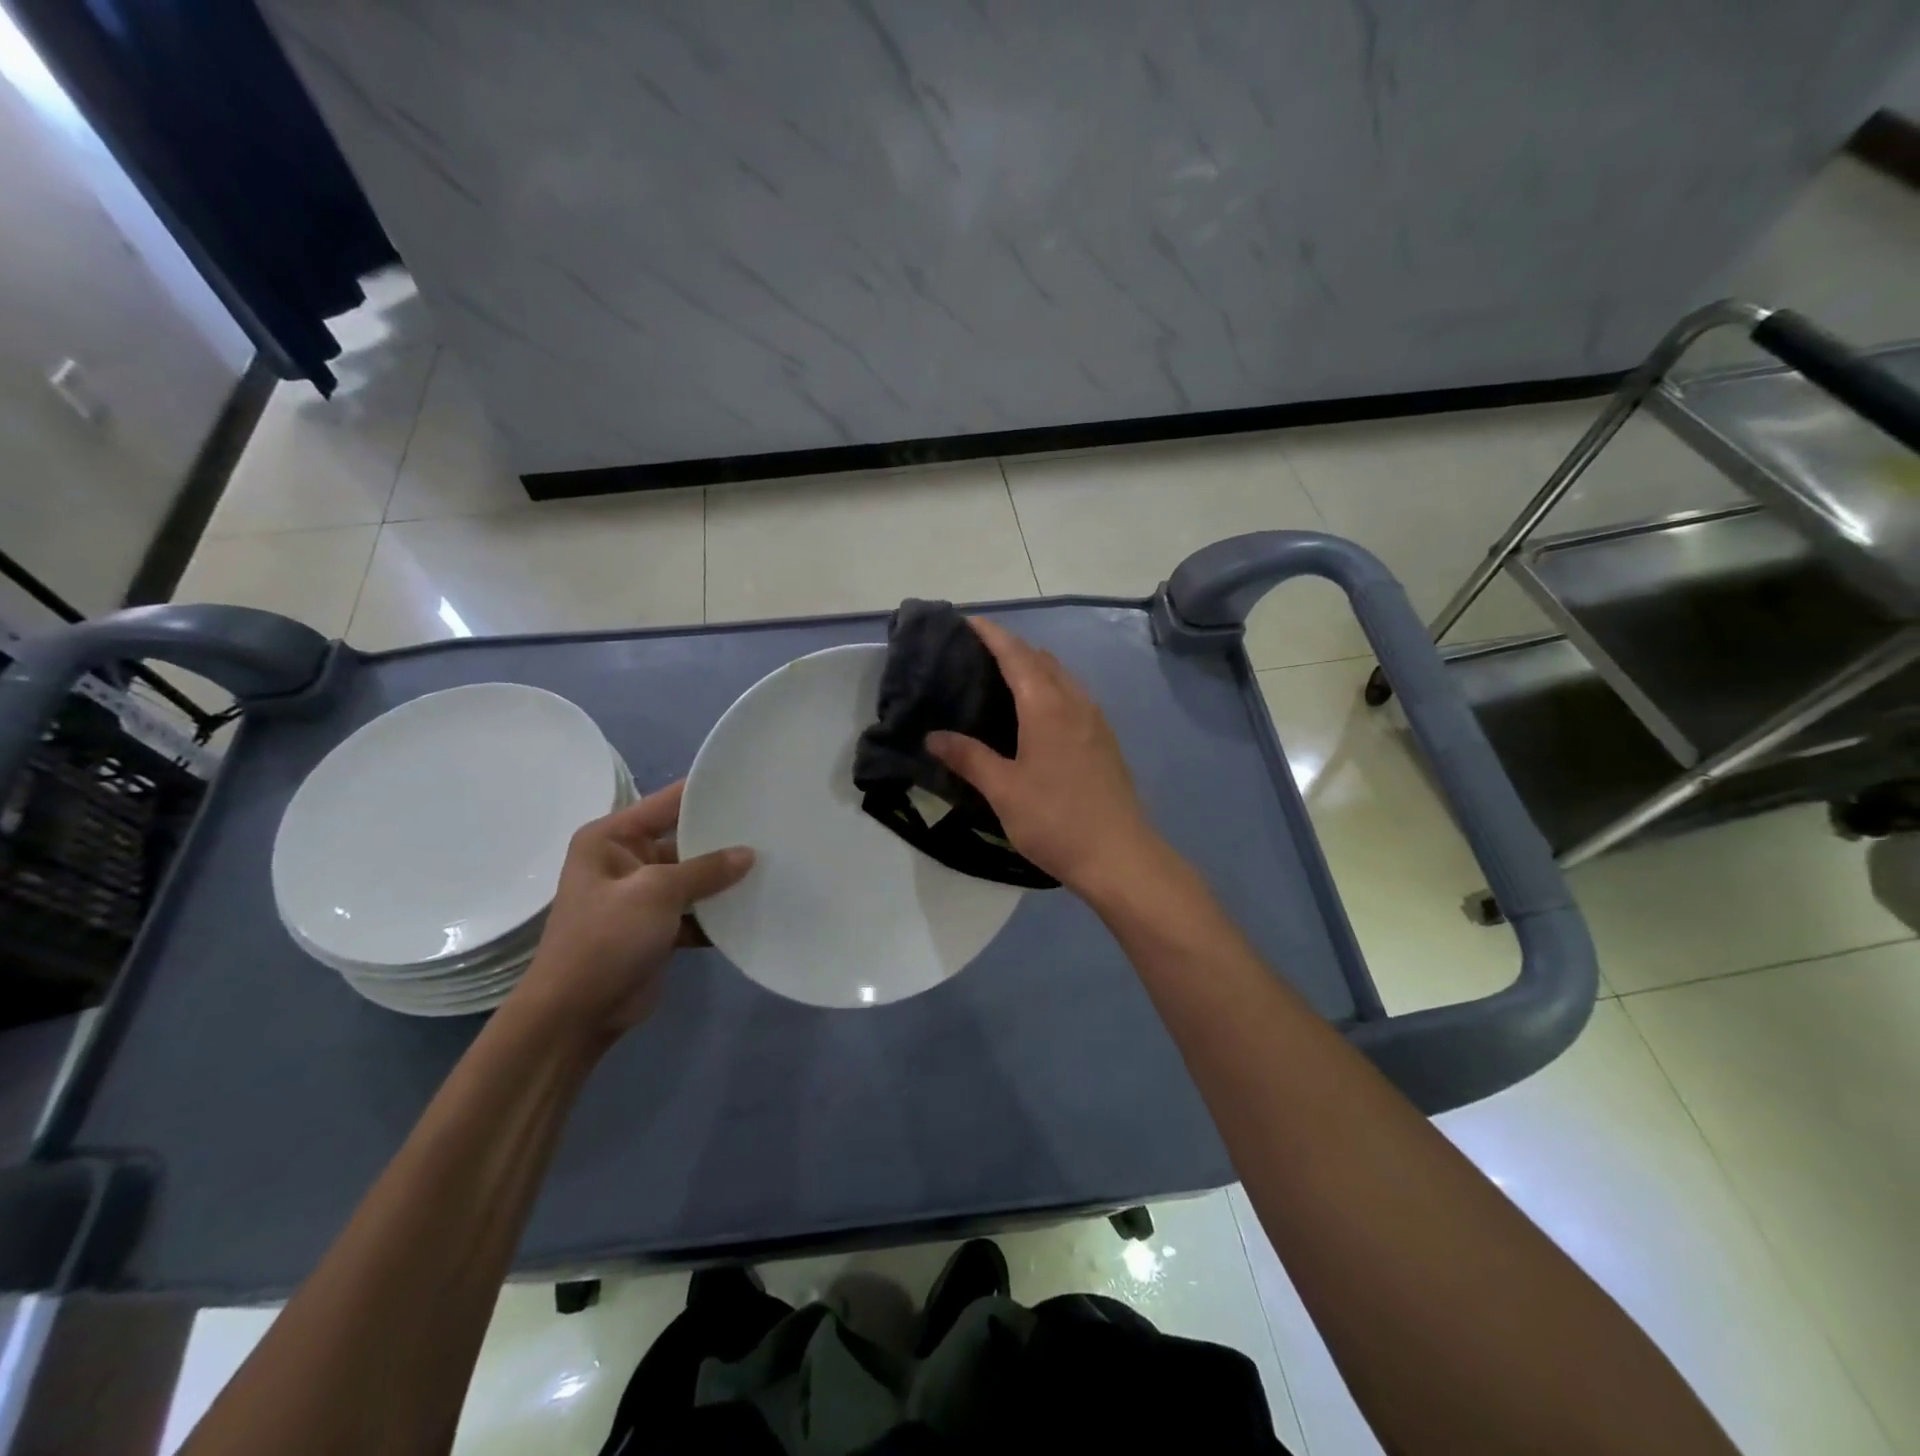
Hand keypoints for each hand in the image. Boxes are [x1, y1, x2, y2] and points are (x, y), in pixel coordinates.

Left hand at [511, 780, 751, 1041]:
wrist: (575, 1015)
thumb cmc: (606, 939)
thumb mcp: (656, 892)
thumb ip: (705, 869)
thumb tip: (748, 854)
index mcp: (611, 838)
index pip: (666, 803)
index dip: (705, 792)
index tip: (749, 782)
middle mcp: (625, 860)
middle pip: (684, 840)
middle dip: (722, 839)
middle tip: (771, 827)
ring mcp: (641, 897)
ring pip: (693, 878)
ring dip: (724, 880)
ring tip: (772, 865)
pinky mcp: (656, 929)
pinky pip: (694, 911)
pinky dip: (716, 913)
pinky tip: (753, 907)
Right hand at [928, 617, 1158, 895]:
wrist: (1119, 856)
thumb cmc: (1055, 820)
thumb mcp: (1003, 790)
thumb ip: (968, 758)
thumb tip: (934, 736)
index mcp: (1047, 707)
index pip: (1016, 655)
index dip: (993, 635)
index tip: (969, 622)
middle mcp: (1075, 703)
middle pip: (1043, 660)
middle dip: (1013, 648)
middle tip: (979, 654)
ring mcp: (1096, 722)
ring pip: (1063, 678)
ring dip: (1035, 668)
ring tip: (1004, 680)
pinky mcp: (1105, 742)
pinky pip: (1074, 698)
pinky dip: (1051, 689)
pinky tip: (1038, 715)